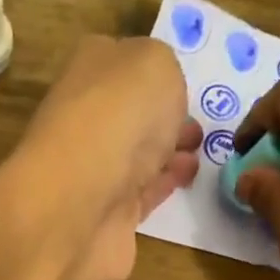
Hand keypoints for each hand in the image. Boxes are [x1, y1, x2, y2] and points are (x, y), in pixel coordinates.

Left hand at [0, 36, 201, 279]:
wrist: (81, 204)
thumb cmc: (118, 118)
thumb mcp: (155, 64)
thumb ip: (163, 70)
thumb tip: (159, 94)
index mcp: (88, 73)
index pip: (120, 63)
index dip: (153, 72)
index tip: (183, 85)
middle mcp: (86, 120)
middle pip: (129, 114)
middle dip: (162, 117)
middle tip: (195, 124)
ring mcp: (93, 172)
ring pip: (136, 156)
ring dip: (167, 153)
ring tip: (198, 152)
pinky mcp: (108, 216)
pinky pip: (141, 195)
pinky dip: (163, 185)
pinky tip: (185, 178)